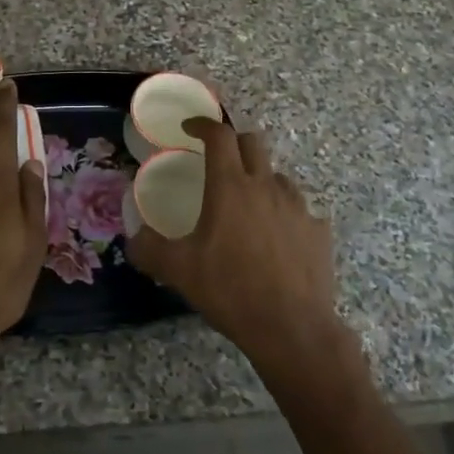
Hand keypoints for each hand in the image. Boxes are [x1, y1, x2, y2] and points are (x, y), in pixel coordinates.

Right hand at [127, 117, 337, 360]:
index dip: (203, 125)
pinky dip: (284, 215)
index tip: (190, 129)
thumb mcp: (178, 270)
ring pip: (278, 176)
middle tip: (218, 162)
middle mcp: (266, 186)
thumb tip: (134, 238)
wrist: (292, 328)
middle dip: (233, 143)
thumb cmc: (230, 290)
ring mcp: (298, 207)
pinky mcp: (318, 231)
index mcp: (230, 186)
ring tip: (247, 205)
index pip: (219, 135)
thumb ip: (149, 248)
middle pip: (253, 143)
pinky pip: (300, 211)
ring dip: (260, 180)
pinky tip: (277, 239)